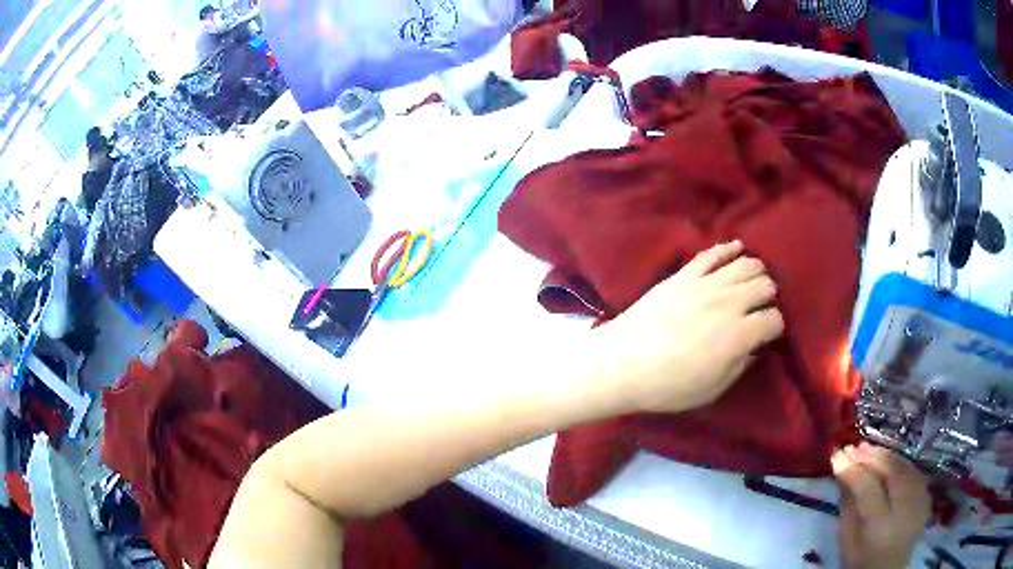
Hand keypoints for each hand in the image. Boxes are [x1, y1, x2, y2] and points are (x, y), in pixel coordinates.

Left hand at [593, 240, 783, 413]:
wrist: (621, 363)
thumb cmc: (667, 386)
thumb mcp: (711, 389)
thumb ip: (739, 365)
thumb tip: (753, 347)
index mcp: (738, 335)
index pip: (774, 319)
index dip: (775, 327)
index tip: (767, 334)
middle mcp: (728, 303)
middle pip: (765, 285)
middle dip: (769, 296)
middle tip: (760, 307)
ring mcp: (705, 283)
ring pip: (745, 264)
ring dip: (756, 271)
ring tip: (754, 281)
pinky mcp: (683, 274)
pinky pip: (712, 253)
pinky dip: (729, 248)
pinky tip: (737, 248)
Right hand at [832, 443, 930, 568]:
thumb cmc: (861, 561)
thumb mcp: (847, 539)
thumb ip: (848, 504)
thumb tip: (842, 469)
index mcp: (881, 526)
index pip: (868, 488)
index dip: (852, 469)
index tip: (836, 456)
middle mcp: (905, 508)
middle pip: (890, 470)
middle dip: (869, 456)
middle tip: (850, 448)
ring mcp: (920, 499)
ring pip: (903, 465)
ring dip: (883, 455)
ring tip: (865, 449)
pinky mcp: (927, 494)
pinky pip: (911, 470)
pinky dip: (896, 462)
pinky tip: (885, 460)